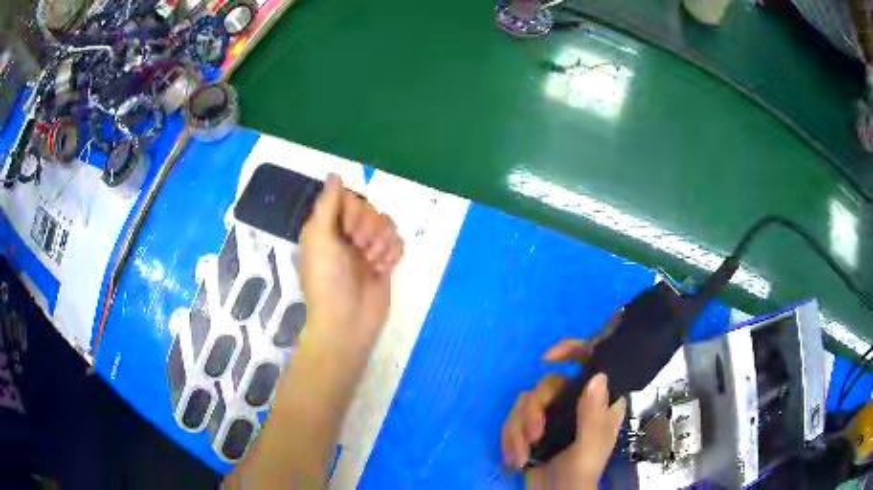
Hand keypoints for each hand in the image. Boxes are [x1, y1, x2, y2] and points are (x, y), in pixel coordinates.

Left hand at [299, 174, 403, 352]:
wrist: (348, 322)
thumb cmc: (328, 280)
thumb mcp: (319, 239)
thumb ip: (328, 204)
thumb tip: (334, 173)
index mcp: (328, 227)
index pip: (350, 199)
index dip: (355, 211)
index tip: (348, 231)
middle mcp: (348, 234)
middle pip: (371, 209)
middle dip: (370, 228)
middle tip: (361, 249)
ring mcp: (367, 249)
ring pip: (387, 225)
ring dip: (383, 242)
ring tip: (374, 262)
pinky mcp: (385, 262)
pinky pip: (398, 243)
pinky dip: (393, 253)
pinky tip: (384, 268)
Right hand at [501, 339, 625, 489]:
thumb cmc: (581, 472)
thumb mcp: (591, 445)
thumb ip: (593, 413)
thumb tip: (597, 375)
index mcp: (598, 402)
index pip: (591, 363)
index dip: (573, 350)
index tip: (549, 358)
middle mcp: (575, 403)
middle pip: (547, 385)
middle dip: (534, 411)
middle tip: (534, 436)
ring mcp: (551, 416)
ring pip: (525, 403)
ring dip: (518, 430)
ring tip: (521, 456)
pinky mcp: (531, 430)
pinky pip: (511, 421)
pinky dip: (510, 440)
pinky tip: (515, 460)